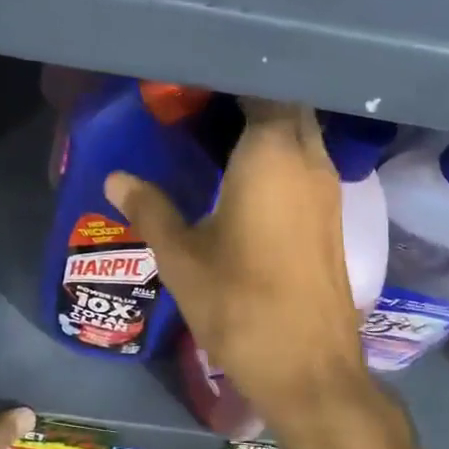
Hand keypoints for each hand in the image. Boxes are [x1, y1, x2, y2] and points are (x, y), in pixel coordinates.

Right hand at [105, 102, 391, 445]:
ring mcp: (327, 188)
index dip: (228, 80)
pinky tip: (245, 173)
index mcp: (271, 155)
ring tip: (218, 130)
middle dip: (251, 96)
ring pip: (302, 132)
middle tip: (202, 104)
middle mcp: (308, 159)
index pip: (259, 89)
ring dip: (269, 123)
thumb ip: (150, 208)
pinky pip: (307, 160)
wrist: (308, 368)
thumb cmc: (239, 304)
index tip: (193, 82)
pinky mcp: (332, 214)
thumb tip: (115, 177)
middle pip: (287, 105)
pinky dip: (282, 151)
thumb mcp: (181, 257)